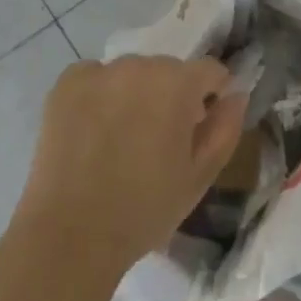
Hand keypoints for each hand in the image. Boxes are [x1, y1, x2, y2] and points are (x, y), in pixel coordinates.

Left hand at [21, 57, 245, 277]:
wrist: (72, 236)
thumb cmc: (146, 208)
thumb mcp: (201, 175)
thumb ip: (225, 128)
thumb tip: (235, 95)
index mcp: (178, 83)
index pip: (211, 71)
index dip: (212, 97)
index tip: (200, 128)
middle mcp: (139, 65)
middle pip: (169, 70)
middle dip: (172, 95)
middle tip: (159, 140)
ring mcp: (99, 72)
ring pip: (132, 73)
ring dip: (136, 93)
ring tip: (123, 137)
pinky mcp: (65, 85)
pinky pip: (95, 77)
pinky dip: (100, 94)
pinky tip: (94, 129)